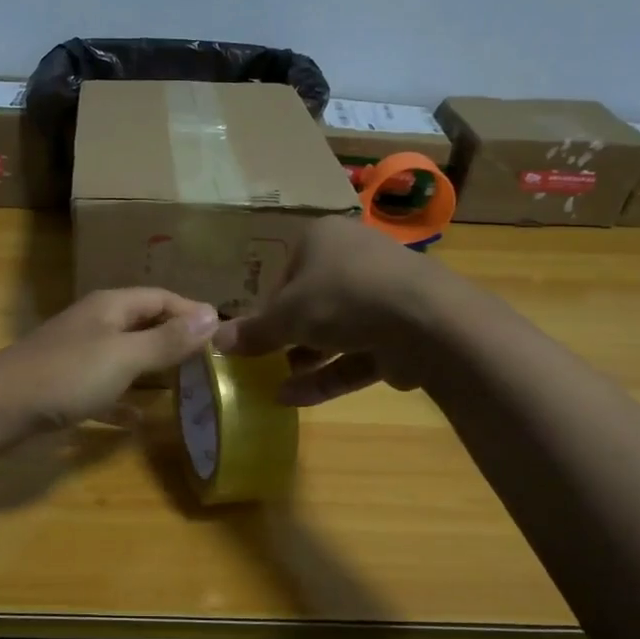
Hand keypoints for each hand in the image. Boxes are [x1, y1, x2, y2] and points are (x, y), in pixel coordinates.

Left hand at [0, 287, 220, 438]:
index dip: (193, 312)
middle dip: (176, 338)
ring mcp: (78, 355)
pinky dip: (123, 401)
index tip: (224, 335)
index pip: (162, 298)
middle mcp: (96, 324)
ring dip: (153, 368)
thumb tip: (213, 315)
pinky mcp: (65, 386)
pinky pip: (105, 389)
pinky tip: (138, 421)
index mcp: (111, 307)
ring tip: (185, 386)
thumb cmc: (66, 375)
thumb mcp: (124, 357)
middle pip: (144, 323)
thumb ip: (167, 340)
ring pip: (126, 356)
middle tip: (210, 362)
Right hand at [213, 216, 454, 404]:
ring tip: (274, 385)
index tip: (253, 336)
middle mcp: (354, 260)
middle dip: (287, 336)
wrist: (425, 321)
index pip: (285, 273)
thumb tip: (214, 341)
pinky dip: (328, 375)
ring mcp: (383, 296)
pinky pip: (357, 354)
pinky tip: (293, 398)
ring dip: (304, 359)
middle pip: (312, 302)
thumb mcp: (285, 316)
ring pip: (335, 330)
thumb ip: (252, 332)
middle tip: (262, 362)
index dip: (267, 307)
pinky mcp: (401, 332)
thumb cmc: (341, 298)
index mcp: (323, 239)